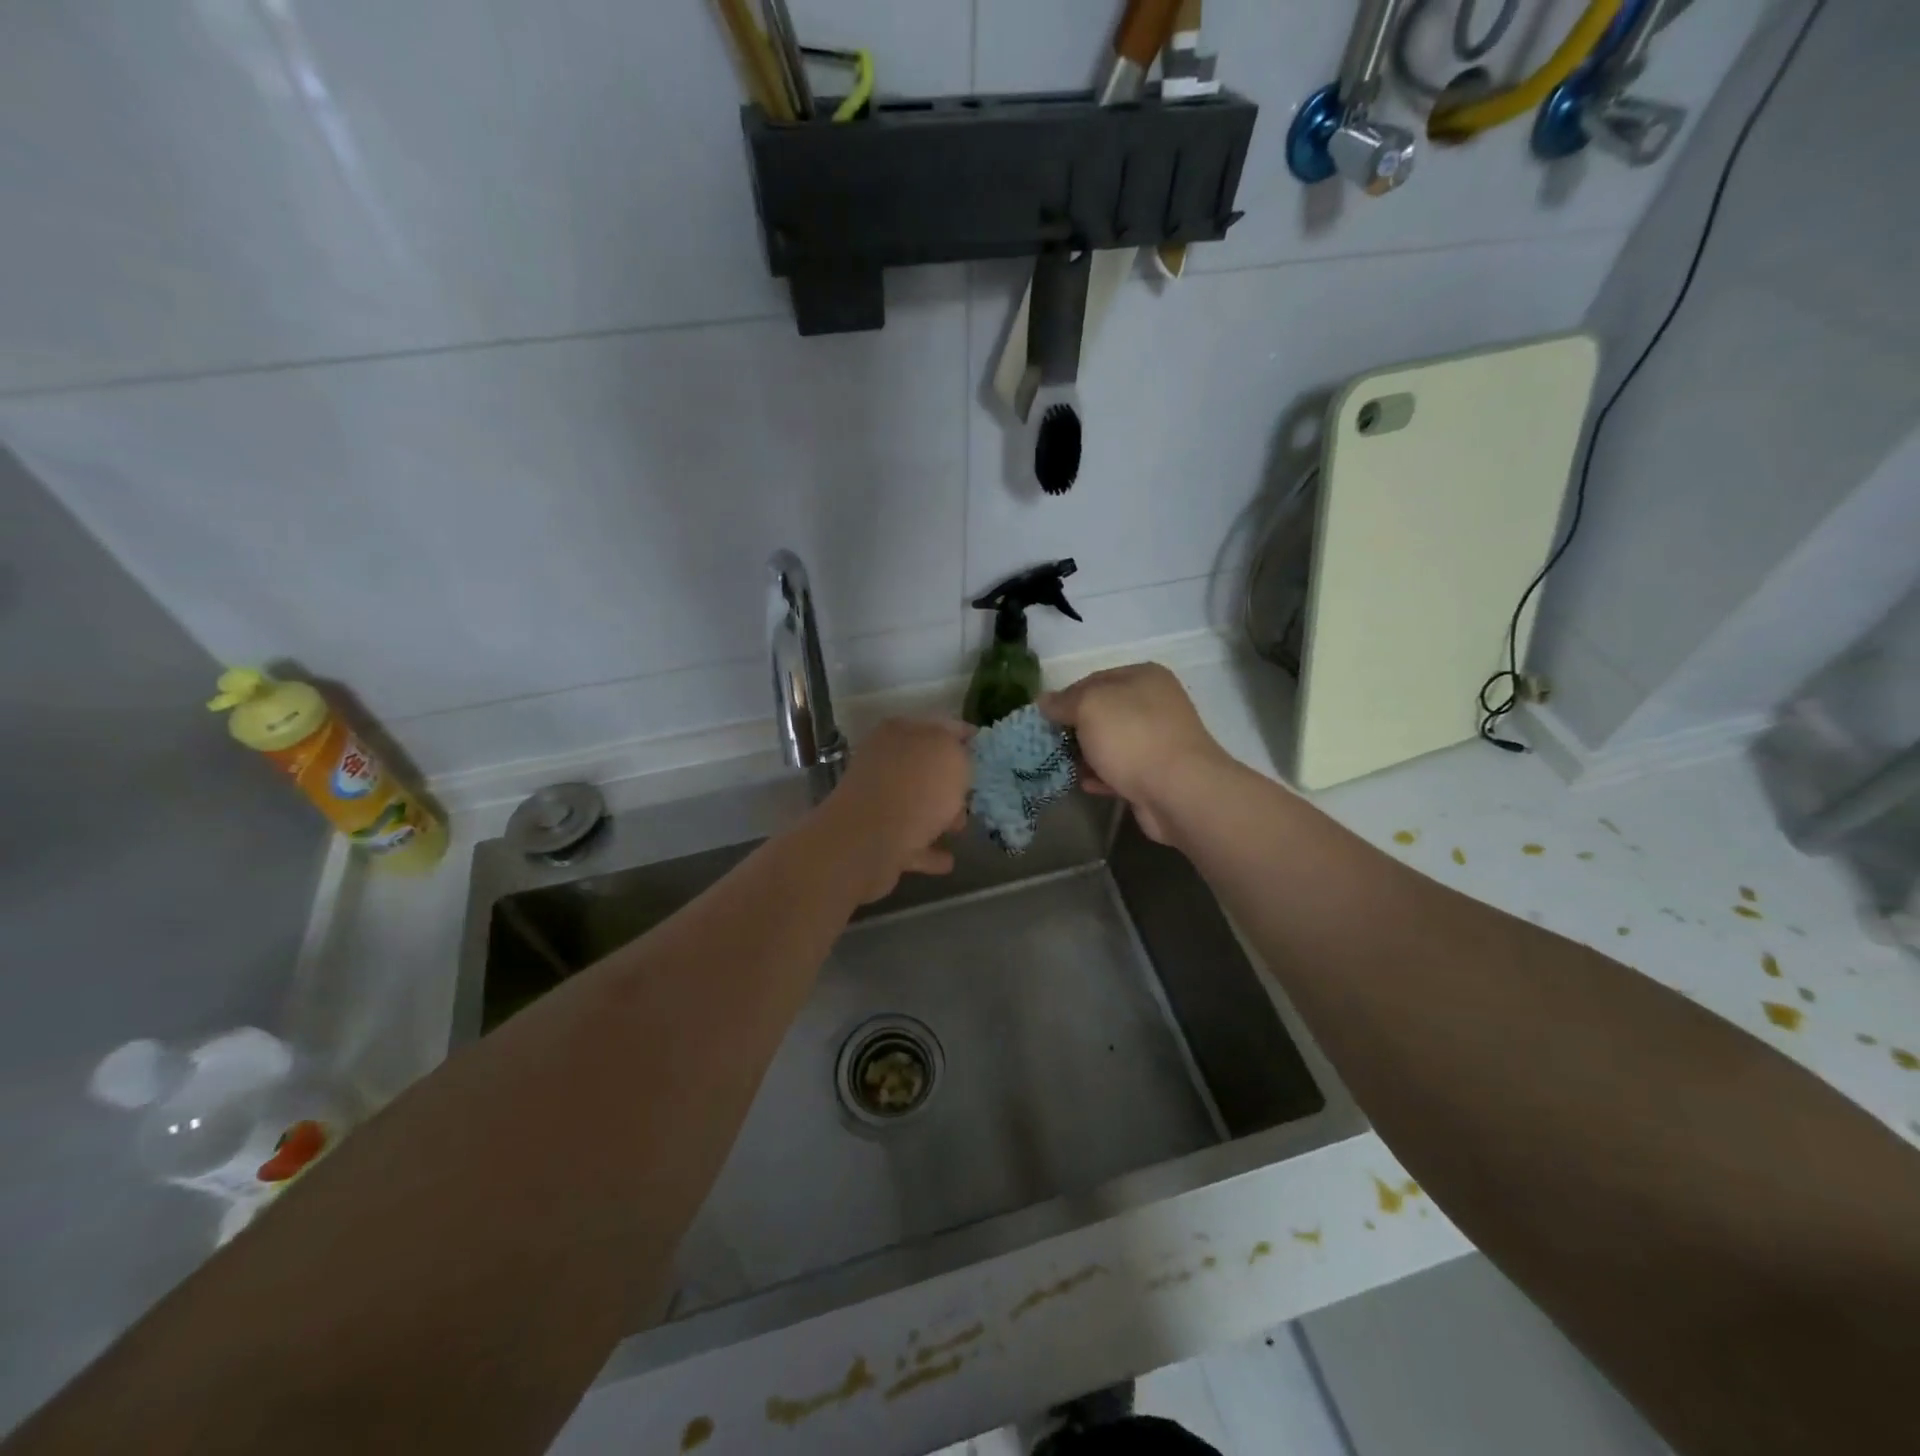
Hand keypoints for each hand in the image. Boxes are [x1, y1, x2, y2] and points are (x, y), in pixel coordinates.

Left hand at [814, 718, 972, 901]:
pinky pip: (910, 842)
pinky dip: (927, 850)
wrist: (868, 841)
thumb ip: (958, 749)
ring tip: (961, 828)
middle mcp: (884, 762)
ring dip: (939, 816)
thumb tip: (956, 754)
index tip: (982, 747)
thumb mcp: (949, 755)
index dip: (964, 734)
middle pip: (924, 768)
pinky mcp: (875, 838)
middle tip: (972, 792)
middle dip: (950, 781)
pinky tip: (947, 860)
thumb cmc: (915, 790)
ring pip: (916, 804)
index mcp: (899, 733)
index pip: (940, 725)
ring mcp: (877, 801)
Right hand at [1040, 664, 1228, 842]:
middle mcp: (1154, 703)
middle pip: (1103, 712)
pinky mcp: (1157, 773)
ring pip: (1111, 742)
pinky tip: (1085, 783)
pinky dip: (1102, 775)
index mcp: (1143, 677)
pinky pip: (1121, 770)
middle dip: (1075, 728)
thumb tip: (1044, 700)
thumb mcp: (1089, 707)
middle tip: (1049, 744)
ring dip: (1086, 754)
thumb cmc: (1132, 738)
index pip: (1093, 679)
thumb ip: (1064, 701)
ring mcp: (1158, 739)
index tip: (1044, 719)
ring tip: (1061, 766)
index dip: (1065, 697)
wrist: (1179, 791)